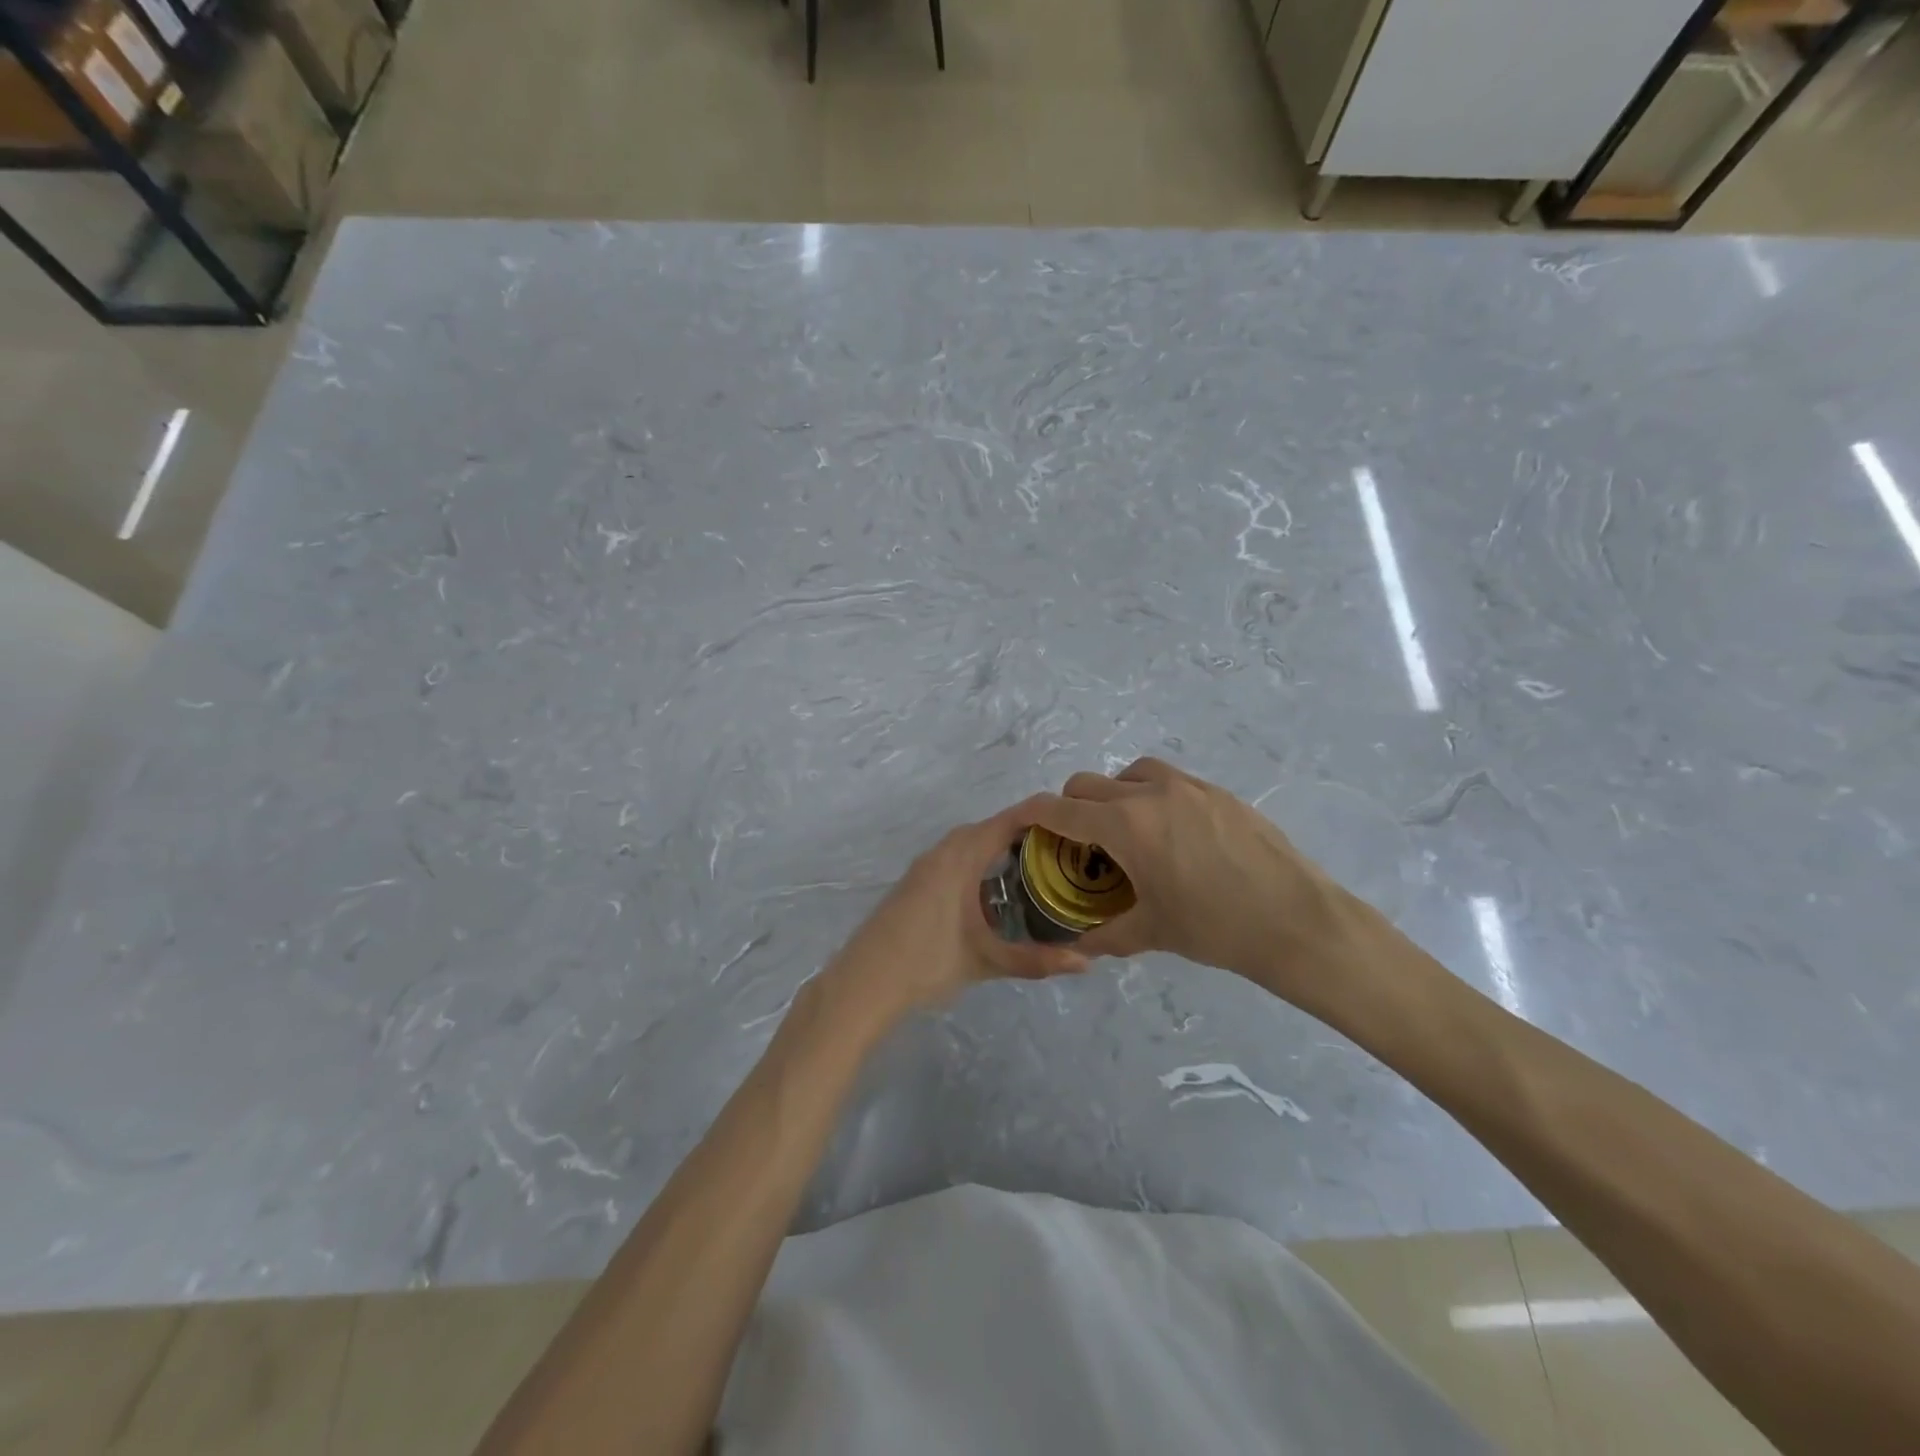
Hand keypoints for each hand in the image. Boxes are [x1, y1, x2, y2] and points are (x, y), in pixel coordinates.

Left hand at [821, 797, 1090, 1020]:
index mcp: (961, 856)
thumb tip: (1087, 963)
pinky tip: (996, 889)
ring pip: (970, 842)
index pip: (1009, 820)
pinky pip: (956, 856)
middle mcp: (943, 851)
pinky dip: (980, 860)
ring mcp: (925, 865)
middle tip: (1064, 851)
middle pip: (991, 827)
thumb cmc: (927, 963)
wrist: (865, 982)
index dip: (1043, 816)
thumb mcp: (986, 960)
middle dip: (1027, 833)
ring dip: (1000, 847)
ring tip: (1038, 867)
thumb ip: (1036, 960)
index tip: (1076, 824)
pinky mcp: (916, 881)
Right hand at [1029, 758, 1381, 1014]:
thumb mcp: (1152, 932)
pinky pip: (1169, 781)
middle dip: (1071, 806)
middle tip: (1079, 843)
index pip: (1062, 808)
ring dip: (1114, 793)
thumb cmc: (1216, 928)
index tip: (1022, 822)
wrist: (1296, 920)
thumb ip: (1105, 934)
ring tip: (1127, 830)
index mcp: (1126, 824)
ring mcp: (1189, 786)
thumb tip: (1077, 944)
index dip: (1034, 813)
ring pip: (1131, 772)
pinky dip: (1152, 796)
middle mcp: (1151, 793)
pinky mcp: (1219, 792)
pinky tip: (1172, 834)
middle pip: (1089, 783)